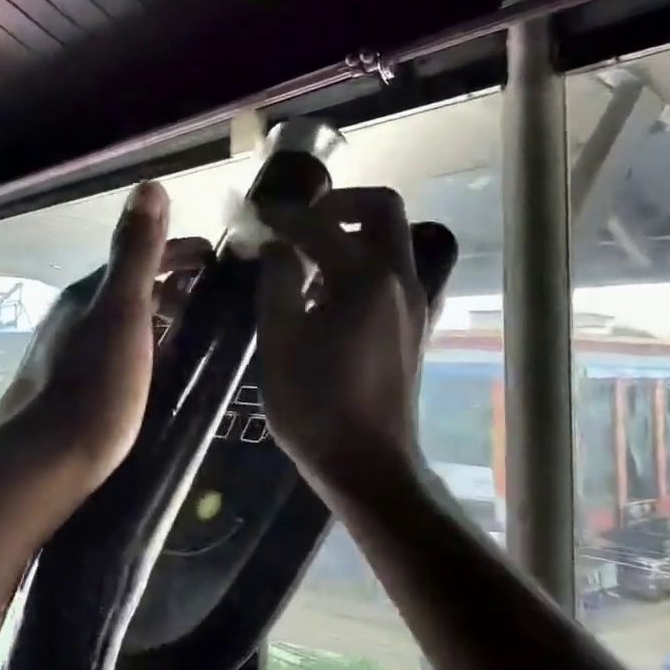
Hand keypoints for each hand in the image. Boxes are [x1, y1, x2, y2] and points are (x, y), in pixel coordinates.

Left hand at [0, 182, 209, 492]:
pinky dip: (145, 346)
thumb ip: (135, 252)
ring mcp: (68, 352)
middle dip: (171, 282)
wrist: (41, 464)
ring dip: (158, 314)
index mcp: (89, 294)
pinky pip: (117, 350)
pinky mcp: (69, 387)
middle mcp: (74, 316)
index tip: (216, 257)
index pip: (140, 256)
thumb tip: (149, 186)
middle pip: (130, 287)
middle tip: (213, 294)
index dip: (179, 251)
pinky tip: (157, 369)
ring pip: (122, 320)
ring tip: (195, 328)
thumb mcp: (122, 313)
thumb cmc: (93, 388)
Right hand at [255, 187, 429, 500]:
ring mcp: (413, 303)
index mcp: (365, 280)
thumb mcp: (280, 342)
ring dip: (350, 234)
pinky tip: (326, 295)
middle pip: (382, 210)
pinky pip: (391, 271)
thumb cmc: (316, 407)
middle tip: (299, 223)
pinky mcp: (413, 326)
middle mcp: (400, 280)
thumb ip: (278, 283)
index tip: (256, 213)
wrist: (368, 465)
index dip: (284, 214)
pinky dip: (361, 262)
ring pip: (390, 240)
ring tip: (306, 259)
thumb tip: (277, 248)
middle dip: (339, 204)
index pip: (322, 224)